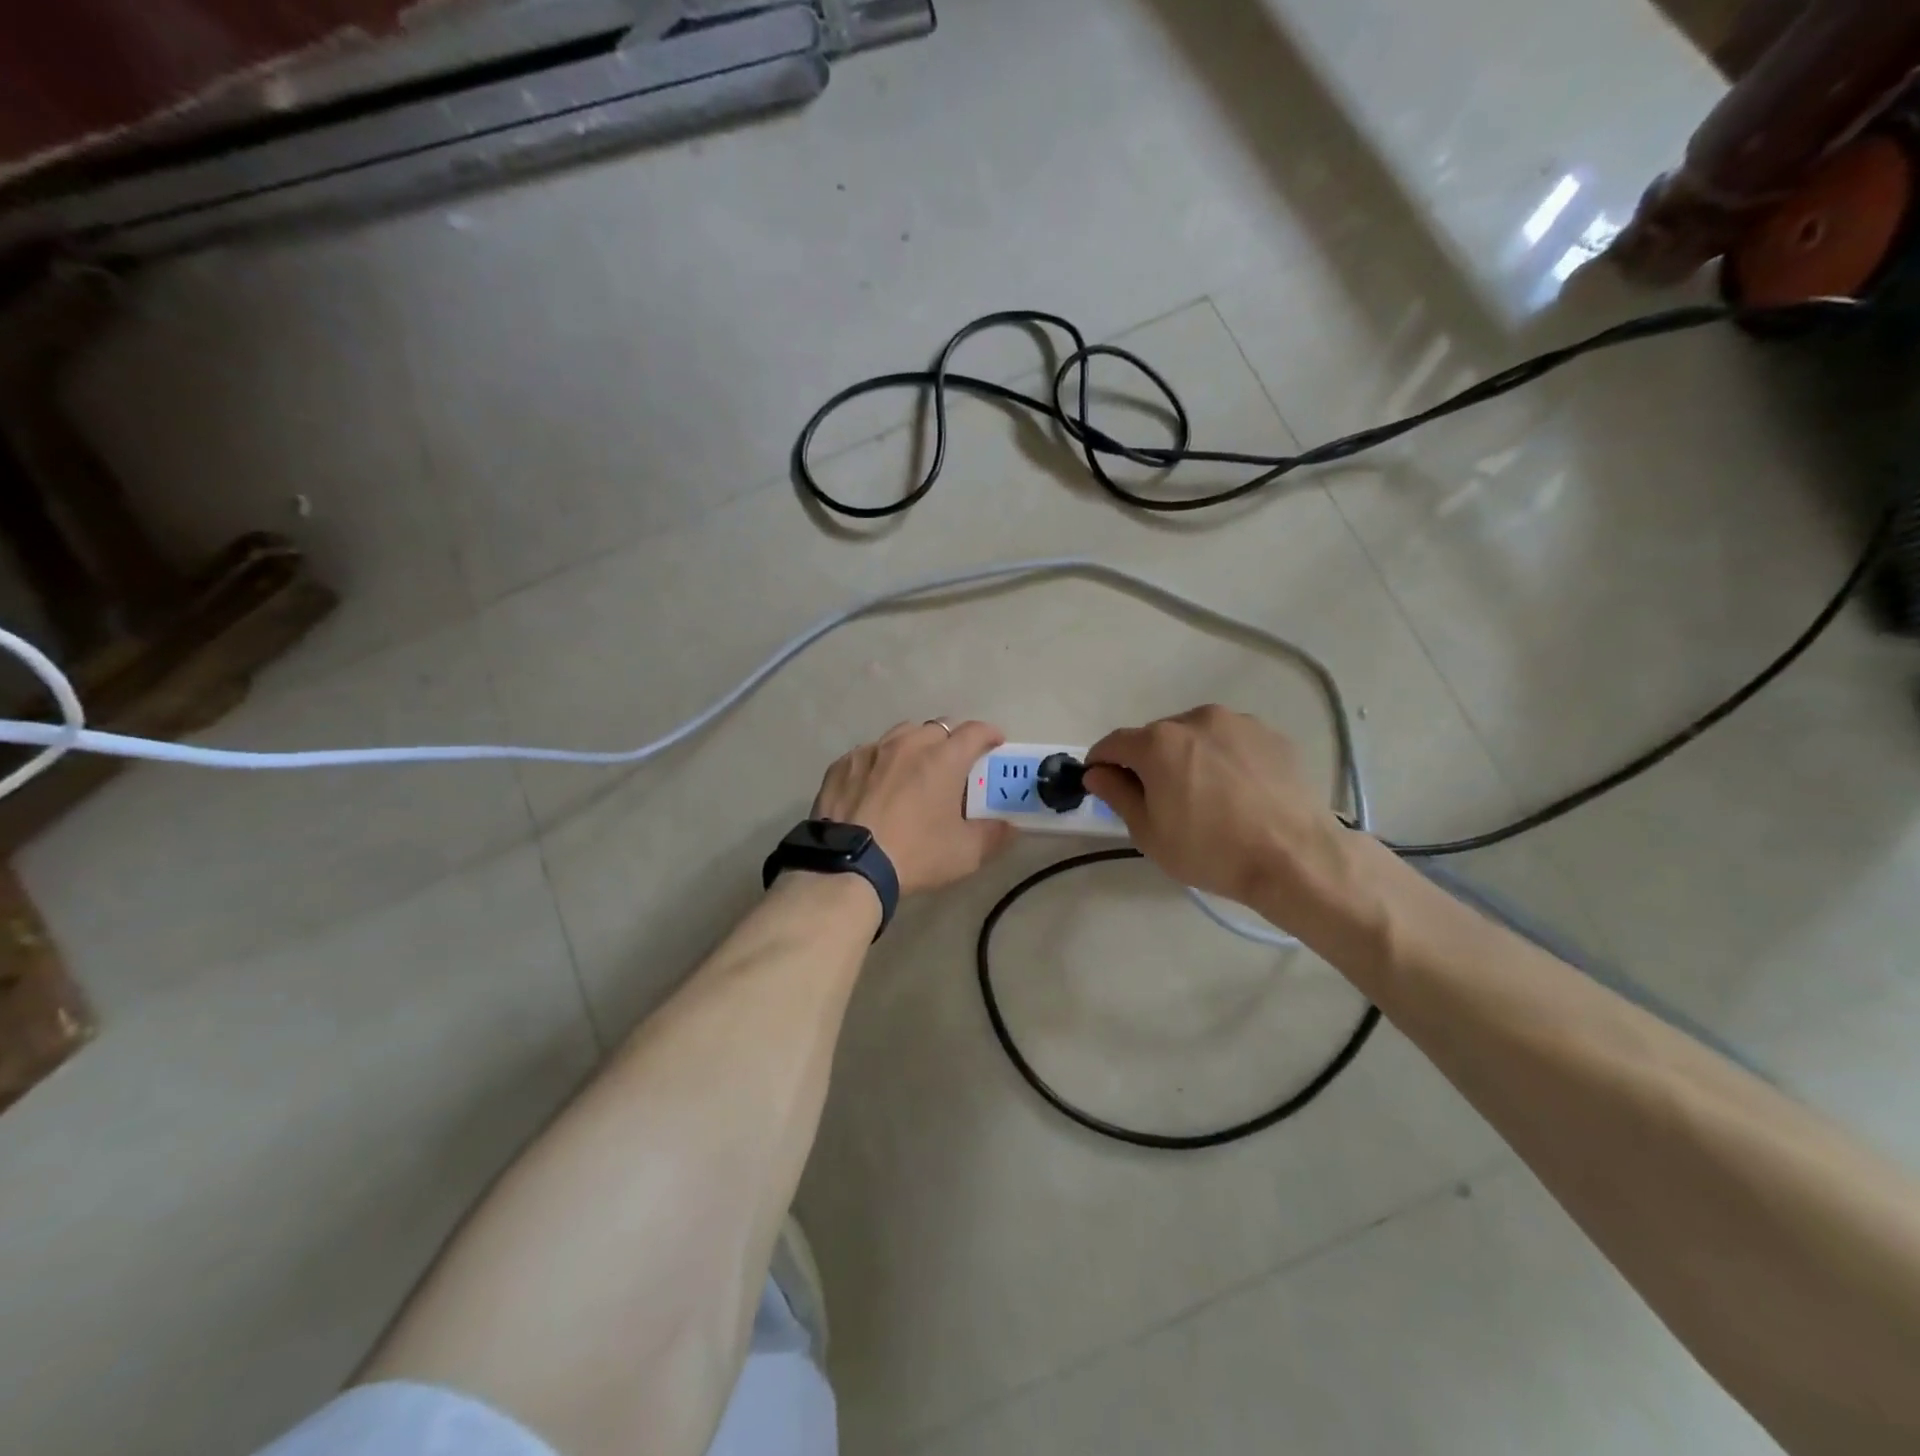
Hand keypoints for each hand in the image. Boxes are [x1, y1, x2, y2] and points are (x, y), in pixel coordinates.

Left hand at [812, 721, 1016, 895]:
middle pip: (937, 728)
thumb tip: (1009, 826)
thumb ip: (993, 835)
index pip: (974, 731)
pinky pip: (869, 753)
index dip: (989, 734)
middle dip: (952, 740)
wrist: (848, 866)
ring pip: (901, 735)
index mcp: (943, 759)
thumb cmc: (915, 854)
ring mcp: (871, 751)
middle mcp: (908, 744)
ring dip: (915, 746)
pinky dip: (881, 762)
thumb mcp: (965, 853)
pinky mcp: (843, 764)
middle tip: (955, 764)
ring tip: (915, 768)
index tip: (995, 742)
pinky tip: (877, 784)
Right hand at [1084, 705, 1356, 918]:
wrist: (1296, 858)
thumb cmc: (1211, 851)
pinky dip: (1223, 759)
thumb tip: (1097, 773)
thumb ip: (1117, 795)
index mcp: (1158, 742)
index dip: (1101, 763)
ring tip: (1204, 795)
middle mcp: (1196, 719)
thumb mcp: (1149, 833)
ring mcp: (1238, 723)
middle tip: (1159, 800)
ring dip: (1187, 756)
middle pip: (1155, 737)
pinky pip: (1231, 742)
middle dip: (1147, 762)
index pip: (1113, 743)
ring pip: (1195, 736)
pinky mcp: (1271, 735)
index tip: (1102, 784)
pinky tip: (1237, 792)